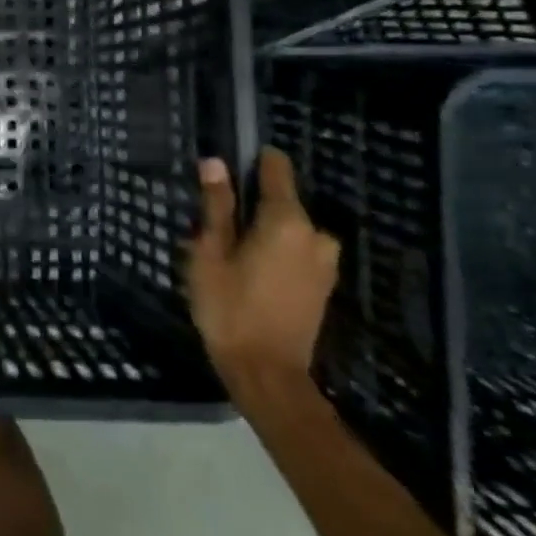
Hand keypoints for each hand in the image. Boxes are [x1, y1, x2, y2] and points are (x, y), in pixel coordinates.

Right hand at [188, 148, 339, 397]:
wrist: (267, 374)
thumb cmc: (230, 307)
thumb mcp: (210, 252)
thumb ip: (217, 206)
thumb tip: (215, 163)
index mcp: (288, 221)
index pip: (276, 169)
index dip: (253, 160)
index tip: (229, 164)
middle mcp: (316, 235)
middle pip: (282, 200)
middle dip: (252, 204)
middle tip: (216, 224)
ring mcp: (326, 262)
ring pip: (289, 227)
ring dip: (263, 230)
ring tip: (229, 250)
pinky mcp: (324, 285)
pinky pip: (297, 249)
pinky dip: (275, 250)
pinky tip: (250, 269)